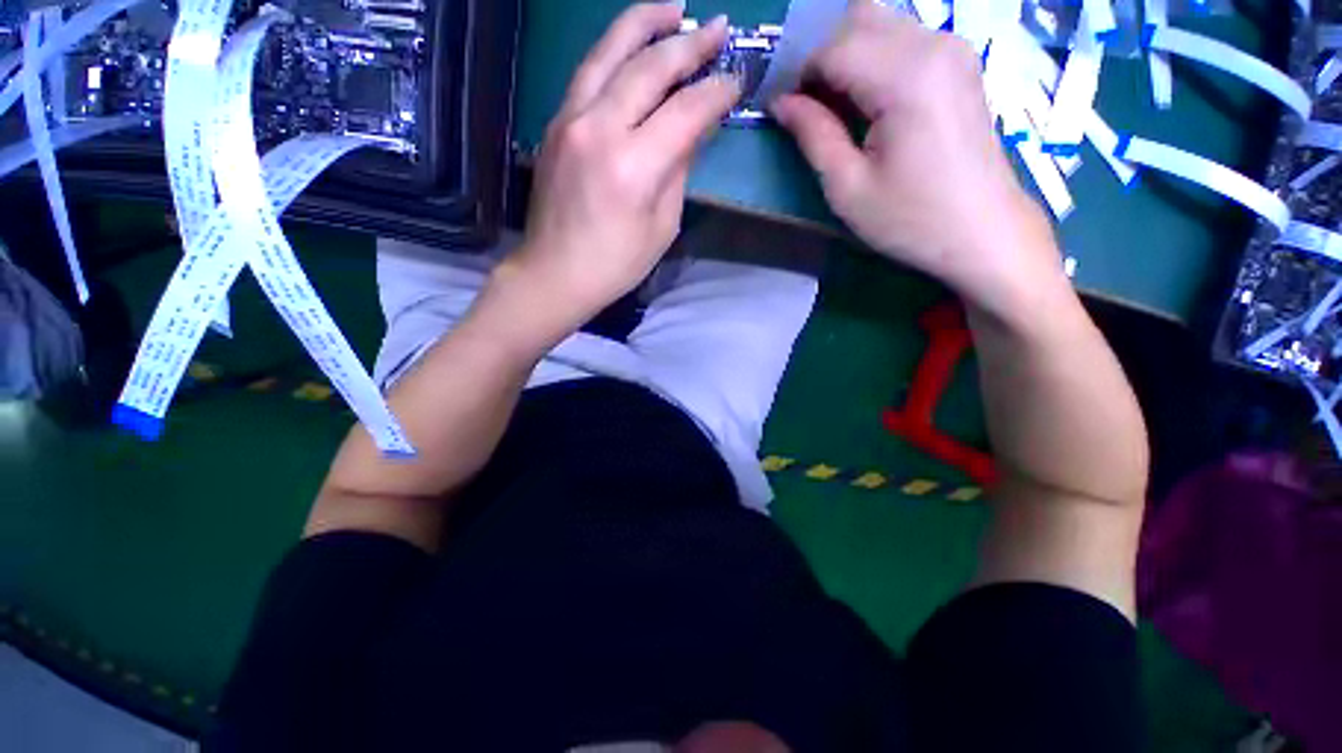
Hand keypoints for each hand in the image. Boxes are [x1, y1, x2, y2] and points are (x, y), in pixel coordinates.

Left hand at [501, 3, 741, 329]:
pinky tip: (633, 45)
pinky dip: (614, 50)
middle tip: (719, 27)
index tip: (737, 78)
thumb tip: (695, 128)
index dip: (716, 91)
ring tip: (674, 8)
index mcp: (633, 167)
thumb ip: (679, 170)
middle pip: (649, 67)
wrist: (555, 273)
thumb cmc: (616, 264)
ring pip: (609, 52)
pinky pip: (588, 73)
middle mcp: (600, 130)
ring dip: (645, 23)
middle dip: (689, 43)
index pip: (685, 111)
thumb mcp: (662, 226)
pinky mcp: (555, 123)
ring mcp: (570, 120)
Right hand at [771, 0, 1066, 325]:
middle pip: (857, 20)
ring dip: (847, 56)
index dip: (799, 75)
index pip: (833, 47)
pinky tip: (868, 102)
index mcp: (905, 76)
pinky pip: (904, 38)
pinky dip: (874, 59)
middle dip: (822, 58)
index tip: (785, 111)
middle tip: (809, 107)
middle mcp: (933, 43)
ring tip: (836, 108)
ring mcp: (952, 48)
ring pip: (881, 23)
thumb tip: (781, 102)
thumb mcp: (848, 187)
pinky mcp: (959, 62)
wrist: (983, 232)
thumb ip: (813, 135)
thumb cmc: (910, 219)